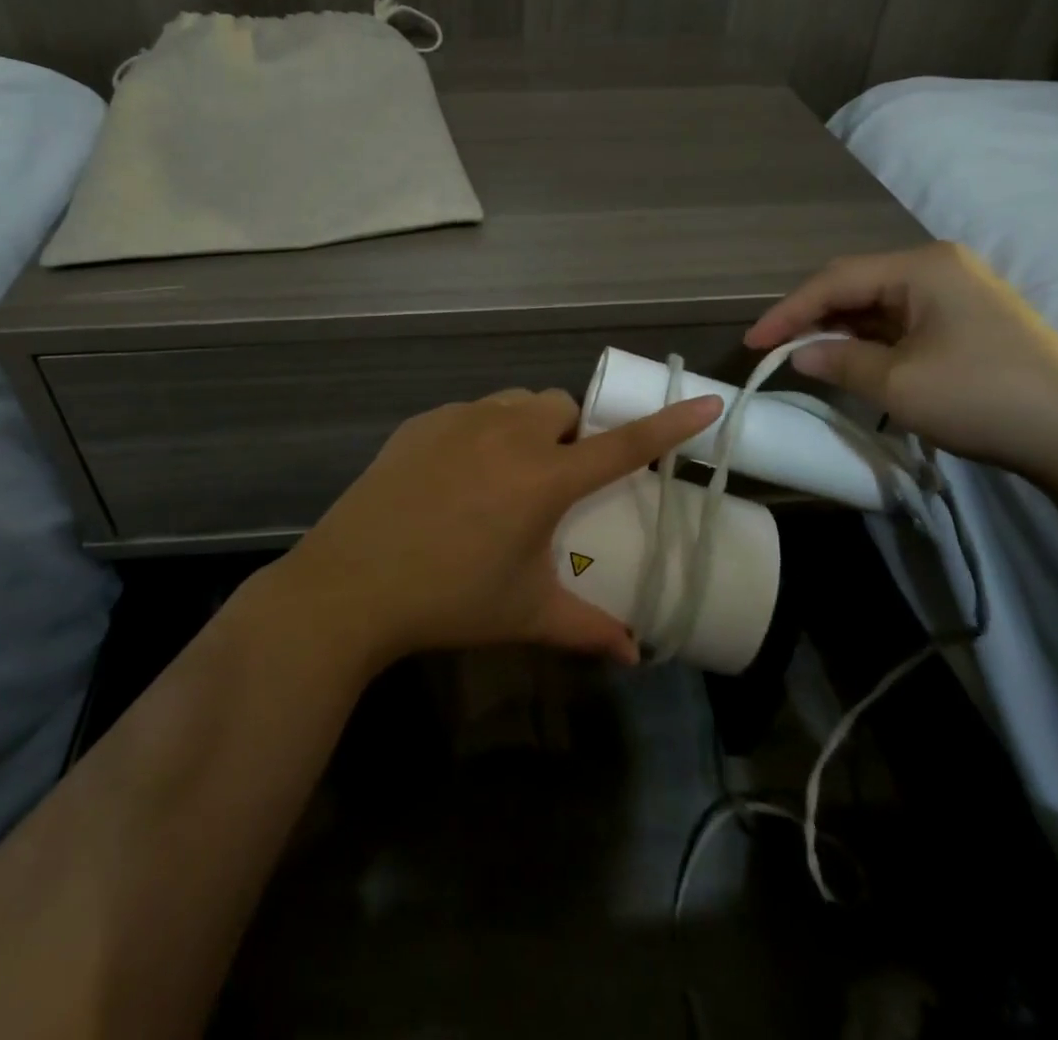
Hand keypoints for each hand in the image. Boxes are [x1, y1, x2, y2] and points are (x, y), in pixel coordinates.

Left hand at [279, 388, 722, 668]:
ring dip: (529, 426)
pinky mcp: (422, 422)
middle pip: (562, 407)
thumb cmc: (449, 599)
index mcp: (544, 477)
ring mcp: (460, 420)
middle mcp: (508, 433)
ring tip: (509, 471)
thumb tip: (634, 655)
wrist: (351, 584)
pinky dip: (482, 431)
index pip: (623, 444)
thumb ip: (587, 629)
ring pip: (516, 403)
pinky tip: (457, 475)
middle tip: (557, 478)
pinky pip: (470, 412)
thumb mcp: (525, 614)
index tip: (707, 402)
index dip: (670, 424)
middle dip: (572, 433)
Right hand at [746, 242, 1057, 481]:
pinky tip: (853, 360)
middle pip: (856, 285)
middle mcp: (939, 267)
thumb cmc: (981, 397)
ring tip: (807, 357)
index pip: (835, 280)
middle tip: (776, 349)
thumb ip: (838, 360)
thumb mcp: (896, 383)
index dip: (788, 312)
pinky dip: (871, 340)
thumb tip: (800, 353)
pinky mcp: (969, 320)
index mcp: (921, 267)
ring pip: (878, 304)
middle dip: (813, 317)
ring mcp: (958, 292)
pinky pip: (902, 321)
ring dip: (841, 330)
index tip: (753, 343)